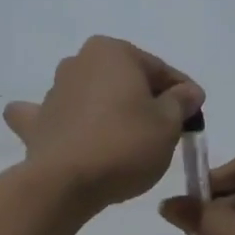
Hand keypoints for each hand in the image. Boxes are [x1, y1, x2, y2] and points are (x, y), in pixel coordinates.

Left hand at [4, 36, 204, 210]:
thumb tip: (188, 92)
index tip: (195, 116)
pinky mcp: (39, 122)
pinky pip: (64, 118)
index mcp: (112, 52)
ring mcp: (54, 91)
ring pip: (95, 97)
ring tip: (130, 143)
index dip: (182, 93)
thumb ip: (181, 102)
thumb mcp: (168, 124)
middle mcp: (79, 62)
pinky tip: (83, 140)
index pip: (159, 70)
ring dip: (112, 112)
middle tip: (166, 131)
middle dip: (145, 100)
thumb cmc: (124, 144)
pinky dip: (75, 125)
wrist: (63, 183)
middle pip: (125, 81)